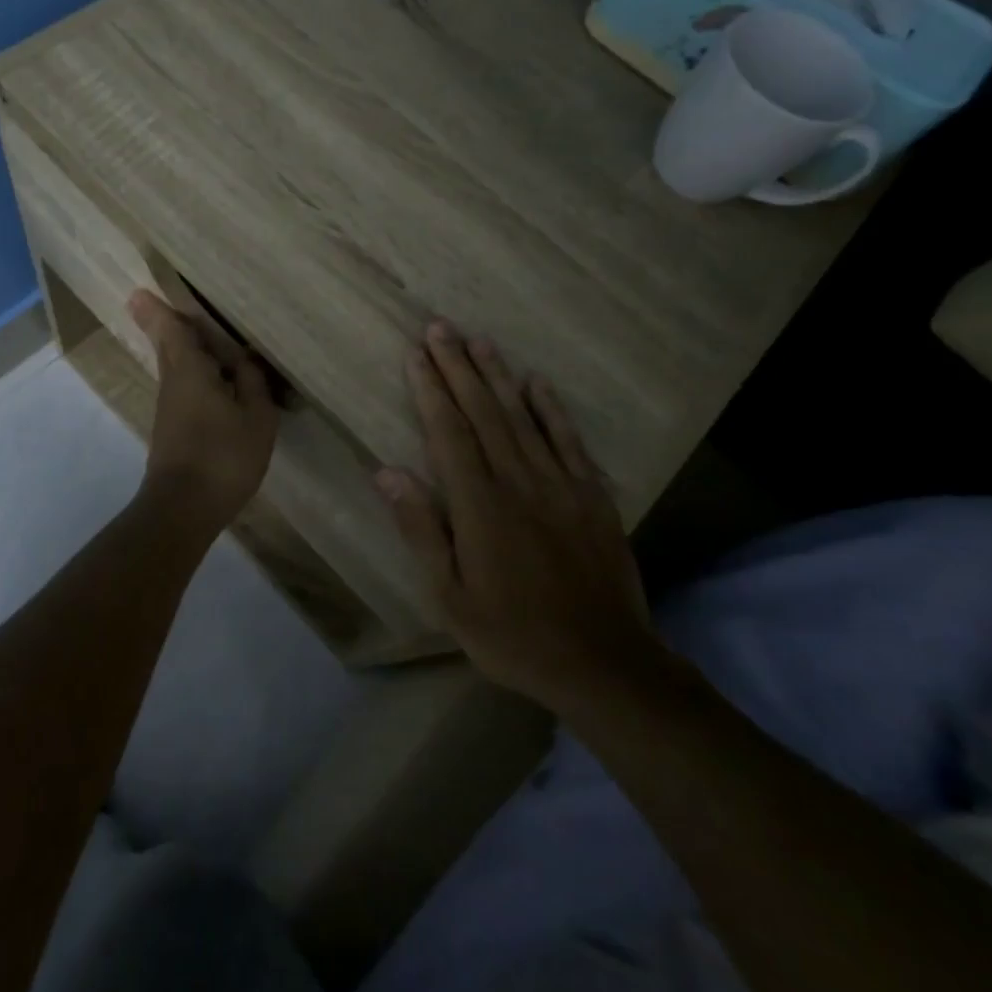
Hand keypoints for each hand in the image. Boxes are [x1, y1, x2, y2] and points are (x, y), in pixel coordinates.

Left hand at [128, 289, 279, 535]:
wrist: (183, 508)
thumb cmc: (223, 456)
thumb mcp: (256, 417)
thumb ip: (253, 382)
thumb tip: (246, 359)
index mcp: (190, 369)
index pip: (169, 328)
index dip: (158, 308)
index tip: (140, 291)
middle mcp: (173, 381)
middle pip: (168, 344)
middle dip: (168, 323)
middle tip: (174, 304)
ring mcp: (170, 406)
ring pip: (177, 365)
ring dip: (187, 347)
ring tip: (211, 336)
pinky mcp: (174, 427)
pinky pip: (185, 386)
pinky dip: (197, 373)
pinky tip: (220, 380)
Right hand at [374, 321, 660, 712]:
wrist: (604, 663)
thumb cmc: (513, 634)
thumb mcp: (451, 596)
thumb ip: (421, 529)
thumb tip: (387, 472)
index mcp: (479, 505)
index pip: (448, 432)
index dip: (430, 389)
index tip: (415, 353)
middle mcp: (518, 482)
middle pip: (483, 412)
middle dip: (459, 367)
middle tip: (441, 327)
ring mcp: (560, 484)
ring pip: (523, 417)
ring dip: (498, 375)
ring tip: (479, 340)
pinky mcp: (592, 495)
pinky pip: (569, 440)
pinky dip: (552, 408)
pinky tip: (537, 381)